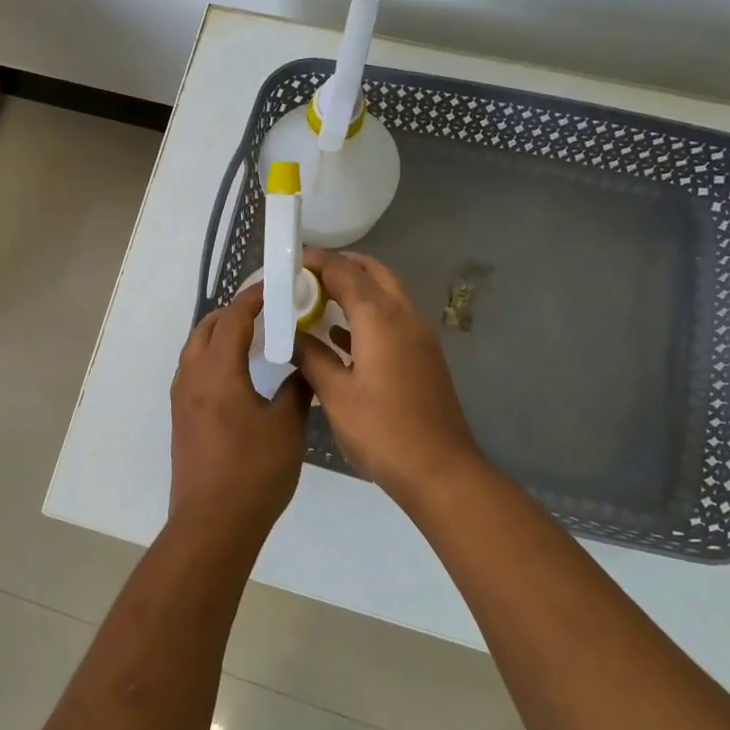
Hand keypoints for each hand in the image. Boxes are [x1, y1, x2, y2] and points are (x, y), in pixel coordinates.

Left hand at [168, 286, 310, 545]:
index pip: (233, 318)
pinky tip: (237, 372)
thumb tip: (304, 367)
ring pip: (196, 348)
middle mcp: (192, 376)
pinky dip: (213, 356)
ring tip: (253, 337)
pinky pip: (193, 369)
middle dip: (234, 312)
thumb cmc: (253, 471)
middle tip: (267, 310)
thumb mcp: (287, 427)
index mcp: (217, 371)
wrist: (212, 524)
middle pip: (207, 327)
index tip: (276, 287)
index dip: (253, 298)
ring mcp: (182, 397)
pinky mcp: (181, 417)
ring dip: (220, 333)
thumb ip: (297, 389)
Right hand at [296, 249, 481, 500]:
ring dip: (357, 287)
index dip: (318, 261)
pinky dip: (368, 313)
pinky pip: (393, 318)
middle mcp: (404, 316)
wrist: (440, 470)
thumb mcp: (335, 394)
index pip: (346, 272)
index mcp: (380, 318)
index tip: (291, 259)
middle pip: (374, 273)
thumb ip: (311, 357)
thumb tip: (290, 335)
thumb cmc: (382, 430)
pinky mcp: (423, 355)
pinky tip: (340, 335)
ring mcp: (419, 335)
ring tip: (319, 298)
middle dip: (343, 265)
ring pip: (387, 293)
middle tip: (308, 273)